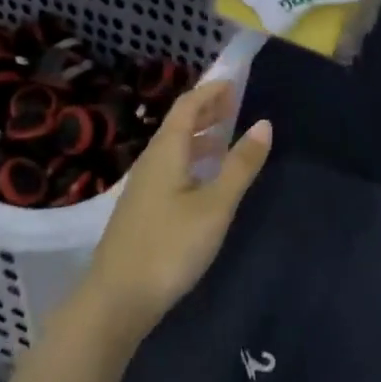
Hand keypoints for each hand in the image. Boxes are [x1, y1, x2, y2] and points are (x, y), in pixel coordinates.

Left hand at [85, 81, 272, 342]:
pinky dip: (191, 160)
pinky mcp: (142, 210)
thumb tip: (264, 124)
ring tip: (224, 138)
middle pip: (178, 124)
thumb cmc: (170, 246)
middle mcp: (151, 160)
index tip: (234, 82)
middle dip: (206, 111)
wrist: (116, 300)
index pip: (188, 106)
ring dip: (199, 137)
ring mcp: (143, 187)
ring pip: (173, 148)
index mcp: (166, 151)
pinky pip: (170, 168)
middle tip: (234, 105)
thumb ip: (240, 165)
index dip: (210, 91)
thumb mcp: (215, 206)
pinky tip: (203, 180)